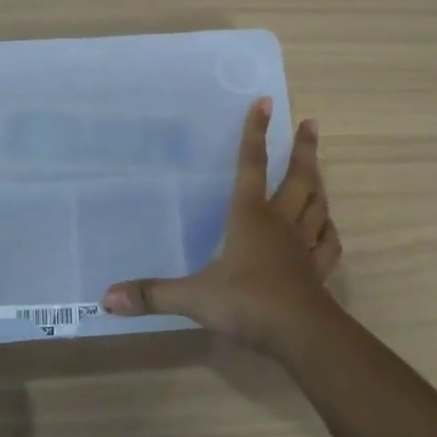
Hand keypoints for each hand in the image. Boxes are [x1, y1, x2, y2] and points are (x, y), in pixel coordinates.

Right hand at [100, 97, 342, 356]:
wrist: (301, 335)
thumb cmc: (247, 303)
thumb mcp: (193, 298)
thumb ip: (152, 295)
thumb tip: (106, 299)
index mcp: (250, 217)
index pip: (251, 166)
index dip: (256, 133)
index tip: (266, 102)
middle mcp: (281, 223)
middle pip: (298, 177)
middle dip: (304, 149)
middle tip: (312, 123)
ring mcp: (304, 246)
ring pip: (318, 205)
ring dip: (319, 183)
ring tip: (318, 170)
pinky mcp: (319, 270)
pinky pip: (329, 243)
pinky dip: (329, 231)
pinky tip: (328, 229)